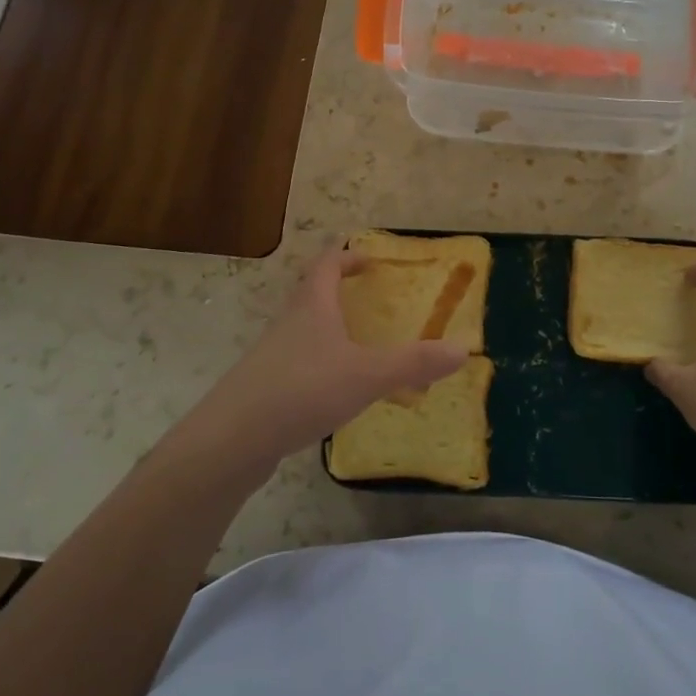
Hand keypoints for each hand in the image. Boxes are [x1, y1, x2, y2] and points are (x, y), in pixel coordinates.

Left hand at [191, 245, 466, 470]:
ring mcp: (272, 354)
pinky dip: (318, 363)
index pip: (327, 264)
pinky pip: (296, 362)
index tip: (369, 260)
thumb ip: (413, 363)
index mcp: (312, 306)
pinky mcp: (264, 386)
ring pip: (303, 329)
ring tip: (356, 345)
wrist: (233, 438)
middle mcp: (289, 322)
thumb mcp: (367, 375)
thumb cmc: (303, 389)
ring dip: (327, 328)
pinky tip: (334, 390)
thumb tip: (463, 349)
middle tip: (368, 299)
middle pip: (311, 293)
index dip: (348, 257)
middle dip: (338, 290)